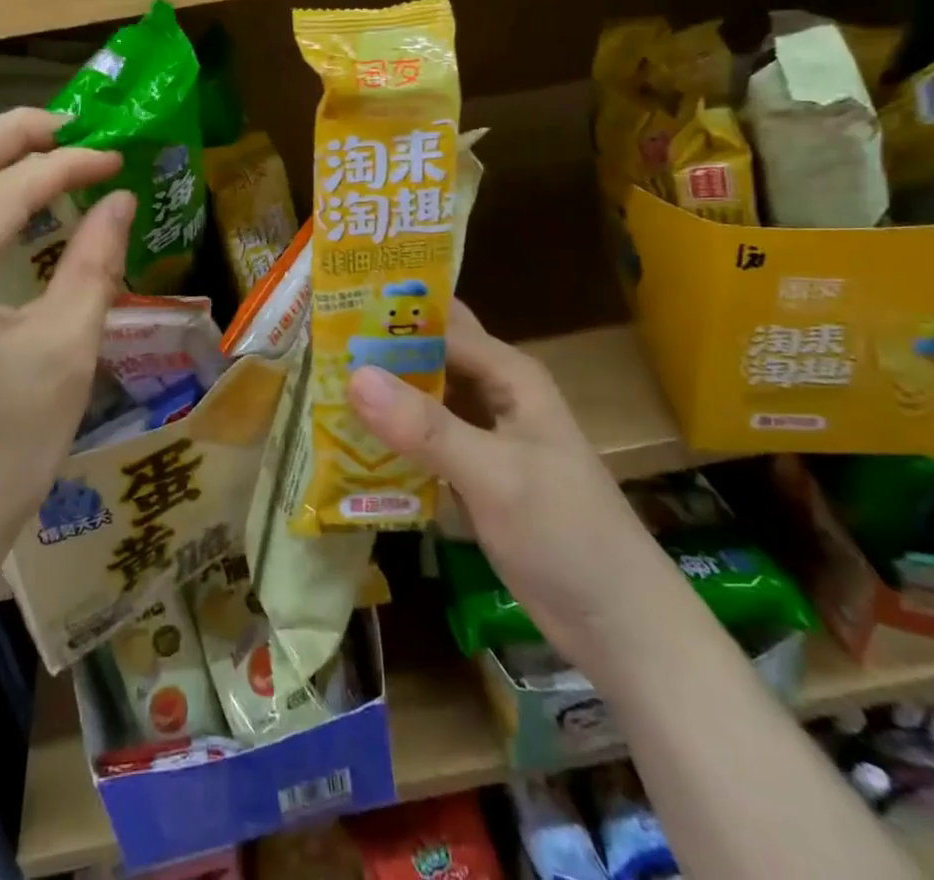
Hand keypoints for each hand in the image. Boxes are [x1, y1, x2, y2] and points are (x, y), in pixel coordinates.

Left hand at [0, 108, 133, 605]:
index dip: (67, 165)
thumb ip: (94, 263)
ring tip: (40, 145)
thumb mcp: (65, 351)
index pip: (8, 190)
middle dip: (11, 133)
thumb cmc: (6, 448)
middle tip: (69, 123)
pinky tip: (2, 197)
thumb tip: (120, 199)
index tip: (115, 158)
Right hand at [347, 302, 686, 673]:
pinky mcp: (475, 474)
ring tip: (317, 386)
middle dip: (377, 351)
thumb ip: (425, 427)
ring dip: (381, 395)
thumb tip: (353, 376)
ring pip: (423, 400)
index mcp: (508, 374)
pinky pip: (424, 441)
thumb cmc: (566, 534)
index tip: (329, 308)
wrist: (621, 626)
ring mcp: (485, 436)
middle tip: (312, 346)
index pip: (440, 325)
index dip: (389, 313)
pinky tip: (348, 441)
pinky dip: (392, 437)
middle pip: (428, 358)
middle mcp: (495, 394)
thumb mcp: (493, 475)